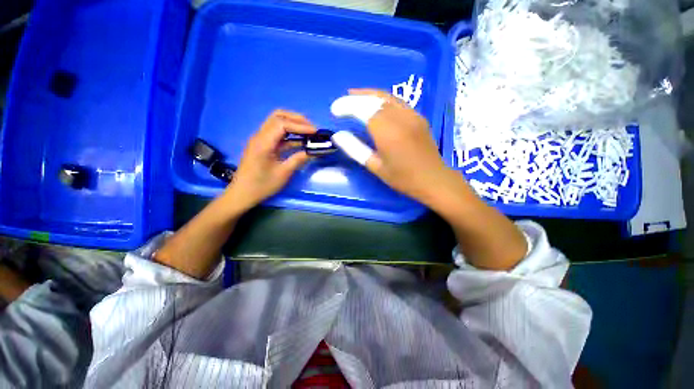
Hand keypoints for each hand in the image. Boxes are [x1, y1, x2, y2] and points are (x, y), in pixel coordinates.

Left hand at [224, 110, 315, 210]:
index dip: (300, 126)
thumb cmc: (262, 185)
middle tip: (312, 128)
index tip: (315, 132)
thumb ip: (298, 159)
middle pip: (278, 116)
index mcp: (263, 142)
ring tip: (308, 132)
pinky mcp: (263, 145)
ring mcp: (260, 140)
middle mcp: (260, 136)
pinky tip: (300, 141)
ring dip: (293, 124)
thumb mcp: (283, 173)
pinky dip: (290, 134)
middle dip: (297, 119)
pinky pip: (277, 134)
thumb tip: (313, 151)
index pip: (282, 124)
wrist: (243, 193)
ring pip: (277, 123)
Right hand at [349, 89, 462, 205]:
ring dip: (369, 94)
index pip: (363, 109)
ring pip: (387, 97)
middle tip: (342, 102)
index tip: (334, 110)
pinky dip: (383, 99)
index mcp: (387, 132)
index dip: (347, 106)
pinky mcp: (418, 117)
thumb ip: (355, 149)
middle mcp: (400, 118)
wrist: (433, 179)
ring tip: (355, 95)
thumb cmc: (402, 178)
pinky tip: (376, 103)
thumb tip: (338, 136)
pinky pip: (397, 102)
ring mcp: (412, 115)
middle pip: (374, 100)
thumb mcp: (375, 166)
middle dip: (356, 98)